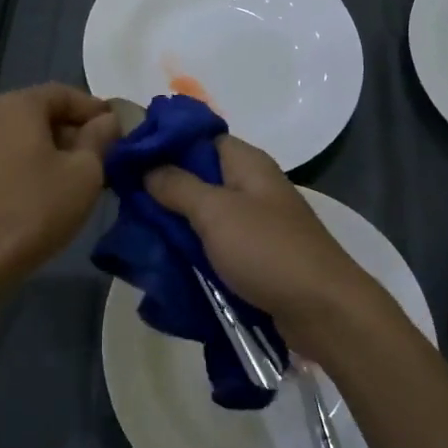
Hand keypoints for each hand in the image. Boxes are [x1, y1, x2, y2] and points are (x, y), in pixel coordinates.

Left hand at [0, 83, 119, 285]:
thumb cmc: (38, 207)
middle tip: (107, 153)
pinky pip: (10, 156)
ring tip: (85, 174)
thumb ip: (100, 138)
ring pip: (26, 136)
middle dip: (77, 129)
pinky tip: (54, 187)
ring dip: (57, 148)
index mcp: (17, 106)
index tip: (119, 129)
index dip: (95, 109)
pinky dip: (35, 162)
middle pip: (43, 112)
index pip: (64, 93)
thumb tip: (108, 120)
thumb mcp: (85, 171)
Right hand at [145, 137, 382, 358]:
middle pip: (200, 176)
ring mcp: (256, 222)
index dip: (165, 143)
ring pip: (205, 212)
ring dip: (177, 222)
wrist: (323, 310)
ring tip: (138, 231)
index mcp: (247, 163)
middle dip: (164, 187)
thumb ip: (177, 186)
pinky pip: (216, 243)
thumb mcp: (215, 212)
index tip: (128, 157)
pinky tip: (167, 257)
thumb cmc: (268, 250)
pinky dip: (194, 248)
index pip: (200, 137)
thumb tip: (147, 167)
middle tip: (125, 201)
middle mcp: (252, 186)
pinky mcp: (256, 255)